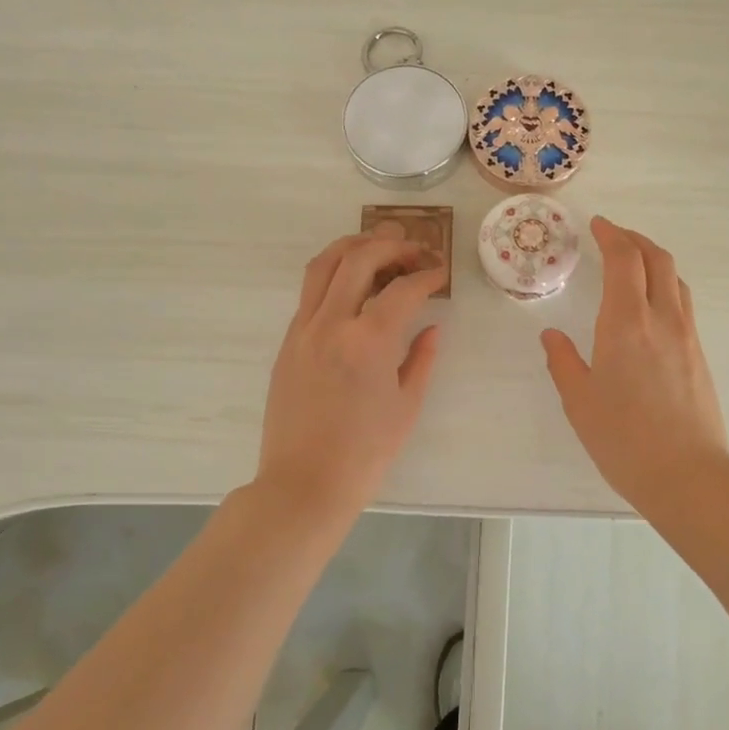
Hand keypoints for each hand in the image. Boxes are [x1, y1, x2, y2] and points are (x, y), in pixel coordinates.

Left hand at [254, 223, 446, 525]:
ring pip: (323, 265)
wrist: (303, 484)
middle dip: (390, 245)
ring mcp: (303, 330)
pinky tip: (351, 284)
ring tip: (377, 245)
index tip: (440, 273)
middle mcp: (332, 324)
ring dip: (353, 246)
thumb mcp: (406, 407)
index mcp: (369, 341)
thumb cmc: (364, 454)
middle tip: (413, 249)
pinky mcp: (288, 342)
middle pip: (359, 258)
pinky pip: (309, 293)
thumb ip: (421, 359)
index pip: (403, 289)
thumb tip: (431, 327)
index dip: (427, 275)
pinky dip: (333, 274)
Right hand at [542, 217, 728, 513]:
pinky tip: (651, 306)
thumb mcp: (580, 402)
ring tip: (634, 264)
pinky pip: (684, 304)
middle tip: (613, 236)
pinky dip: (666, 286)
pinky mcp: (699, 355)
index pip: (624, 260)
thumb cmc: (624, 440)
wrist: (688, 476)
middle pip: (658, 259)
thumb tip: (551, 335)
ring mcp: (687, 336)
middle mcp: (662, 319)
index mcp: (626, 323)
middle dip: (635, 239)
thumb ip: (563, 362)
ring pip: (677, 279)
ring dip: (655, 260)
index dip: (611, 235)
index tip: (597, 225)